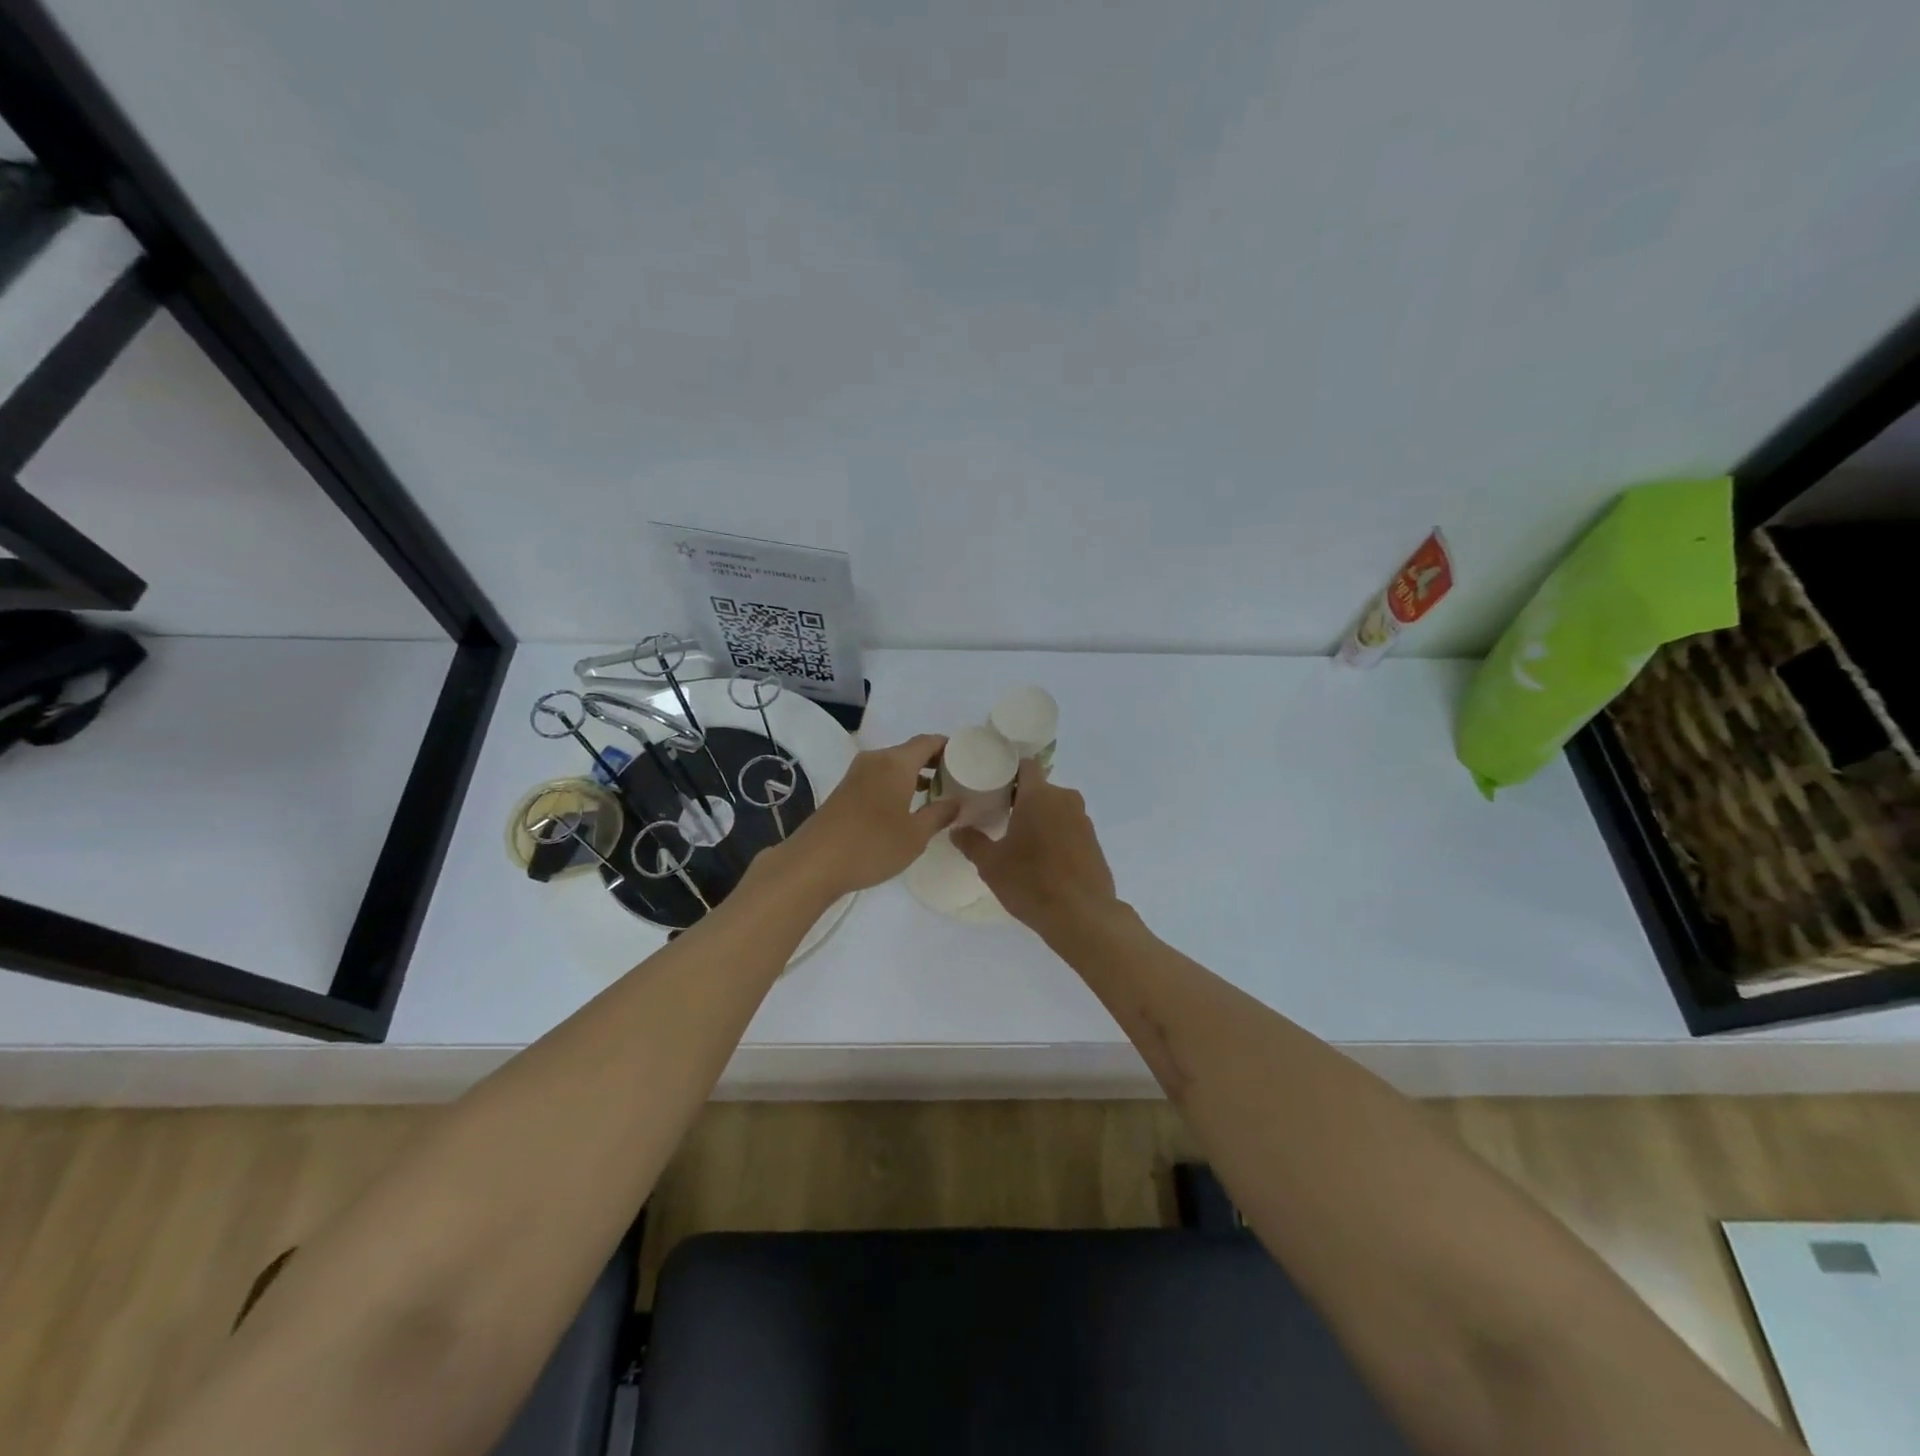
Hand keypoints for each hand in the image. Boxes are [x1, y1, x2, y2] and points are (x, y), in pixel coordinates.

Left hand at [783, 734, 959, 896]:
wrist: (814, 863)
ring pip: (894, 764)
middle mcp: (876, 760)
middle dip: (934, 762)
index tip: (968, 760)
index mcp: (896, 763)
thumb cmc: (872, 845)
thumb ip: (939, 814)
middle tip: (957, 780)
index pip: (929, 741)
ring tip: (937, 794)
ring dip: (915, 774)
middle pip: (911, 751)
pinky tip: (907, 806)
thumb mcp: (915, 835)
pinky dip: (898, 783)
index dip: (949, 747)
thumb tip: (956, 802)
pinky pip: (880, 776)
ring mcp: (857, 773)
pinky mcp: (846, 789)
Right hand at [952, 761, 1117, 933]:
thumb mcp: (991, 864)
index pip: (1025, 765)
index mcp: (1040, 795)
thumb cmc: (1031, 882)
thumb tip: (956, 830)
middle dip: (1020, 798)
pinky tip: (1041, 857)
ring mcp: (1083, 820)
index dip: (1008, 769)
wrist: (1082, 916)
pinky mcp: (1094, 841)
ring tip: (1017, 838)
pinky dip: (1054, 833)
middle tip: (998, 815)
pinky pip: (1068, 826)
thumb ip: (971, 842)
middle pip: (1039, 788)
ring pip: (1055, 808)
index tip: (991, 783)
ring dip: (1038, 817)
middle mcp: (1065, 799)